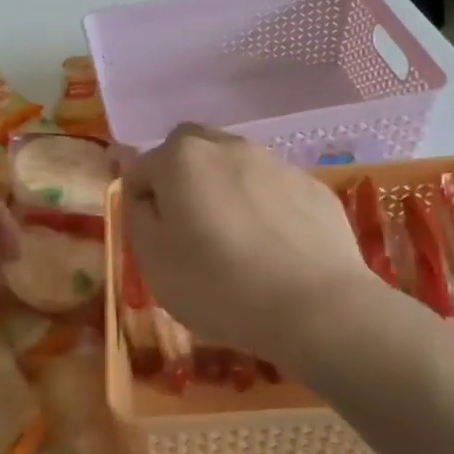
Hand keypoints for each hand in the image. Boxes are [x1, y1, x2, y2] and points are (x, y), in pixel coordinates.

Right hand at [121, 125, 374, 369]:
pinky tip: (273, 249)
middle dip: (181, 179)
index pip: (141, 169)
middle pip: (190, 150)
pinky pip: (273, 189)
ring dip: (224, 191)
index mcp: (182, 158)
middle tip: (188, 228)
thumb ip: (138, 216)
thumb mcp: (152, 260)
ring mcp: (276, 163)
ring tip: (235, 242)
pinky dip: (263, 208)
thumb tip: (144, 195)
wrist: (315, 307)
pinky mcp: (313, 187)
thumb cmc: (218, 285)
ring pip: (235, 166)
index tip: (154, 241)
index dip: (140, 204)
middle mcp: (228, 147)